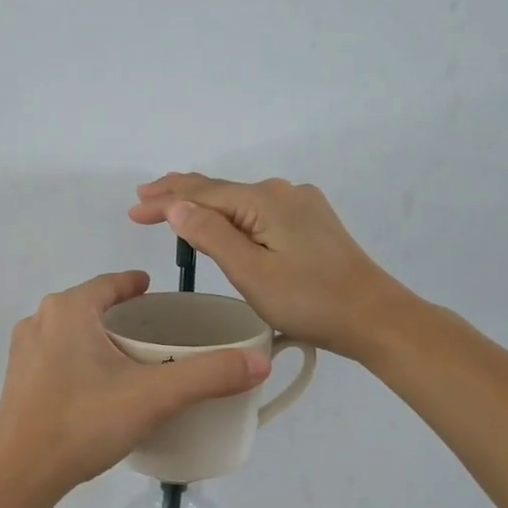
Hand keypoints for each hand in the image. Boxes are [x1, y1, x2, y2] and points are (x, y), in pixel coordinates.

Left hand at [0, 271, 269, 495]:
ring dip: (98, 338)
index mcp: (68, 309)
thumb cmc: (84, 422)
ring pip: (71, 332)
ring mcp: (22, 352)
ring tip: (130, 360)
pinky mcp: (17, 382)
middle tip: (154, 332)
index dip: (136, 285)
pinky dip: (80, 360)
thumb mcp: (154, 396)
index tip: (156, 292)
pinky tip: (98, 388)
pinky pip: (56, 356)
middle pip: (90, 306)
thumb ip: (208, 375)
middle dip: (120, 313)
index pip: (110, 283)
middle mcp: (40, 320)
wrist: (19, 474)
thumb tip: (260, 361)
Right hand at [130, 174, 413, 358]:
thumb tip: (177, 206)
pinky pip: (258, 210)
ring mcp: (300, 205)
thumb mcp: (251, 273)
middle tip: (143, 198)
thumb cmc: (309, 301)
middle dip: (179, 194)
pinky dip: (230, 213)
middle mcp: (282, 191)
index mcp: (265, 200)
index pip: (202, 194)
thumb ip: (212, 236)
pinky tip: (220, 219)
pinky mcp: (311, 222)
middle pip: (220, 190)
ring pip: (239, 200)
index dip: (165, 200)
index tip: (132, 210)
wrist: (374, 317)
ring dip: (204, 203)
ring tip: (172, 205)